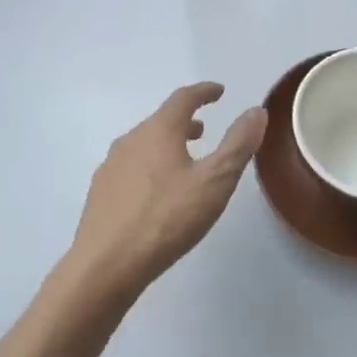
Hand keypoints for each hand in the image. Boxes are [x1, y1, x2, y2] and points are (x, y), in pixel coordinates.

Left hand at [67, 83, 266, 303]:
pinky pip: (130, 166)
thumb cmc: (166, 219)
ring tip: (183, 161)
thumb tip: (256, 111)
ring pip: (144, 143)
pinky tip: (155, 193)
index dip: (203, 92)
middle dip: (184, 121)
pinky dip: (150, 165)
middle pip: (161, 120)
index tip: (218, 92)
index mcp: (158, 131)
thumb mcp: (214, 183)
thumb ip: (237, 145)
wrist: (105, 265)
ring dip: (166, 144)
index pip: (183, 98)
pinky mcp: (100, 191)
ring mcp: (111, 165)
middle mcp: (131, 139)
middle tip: (203, 131)